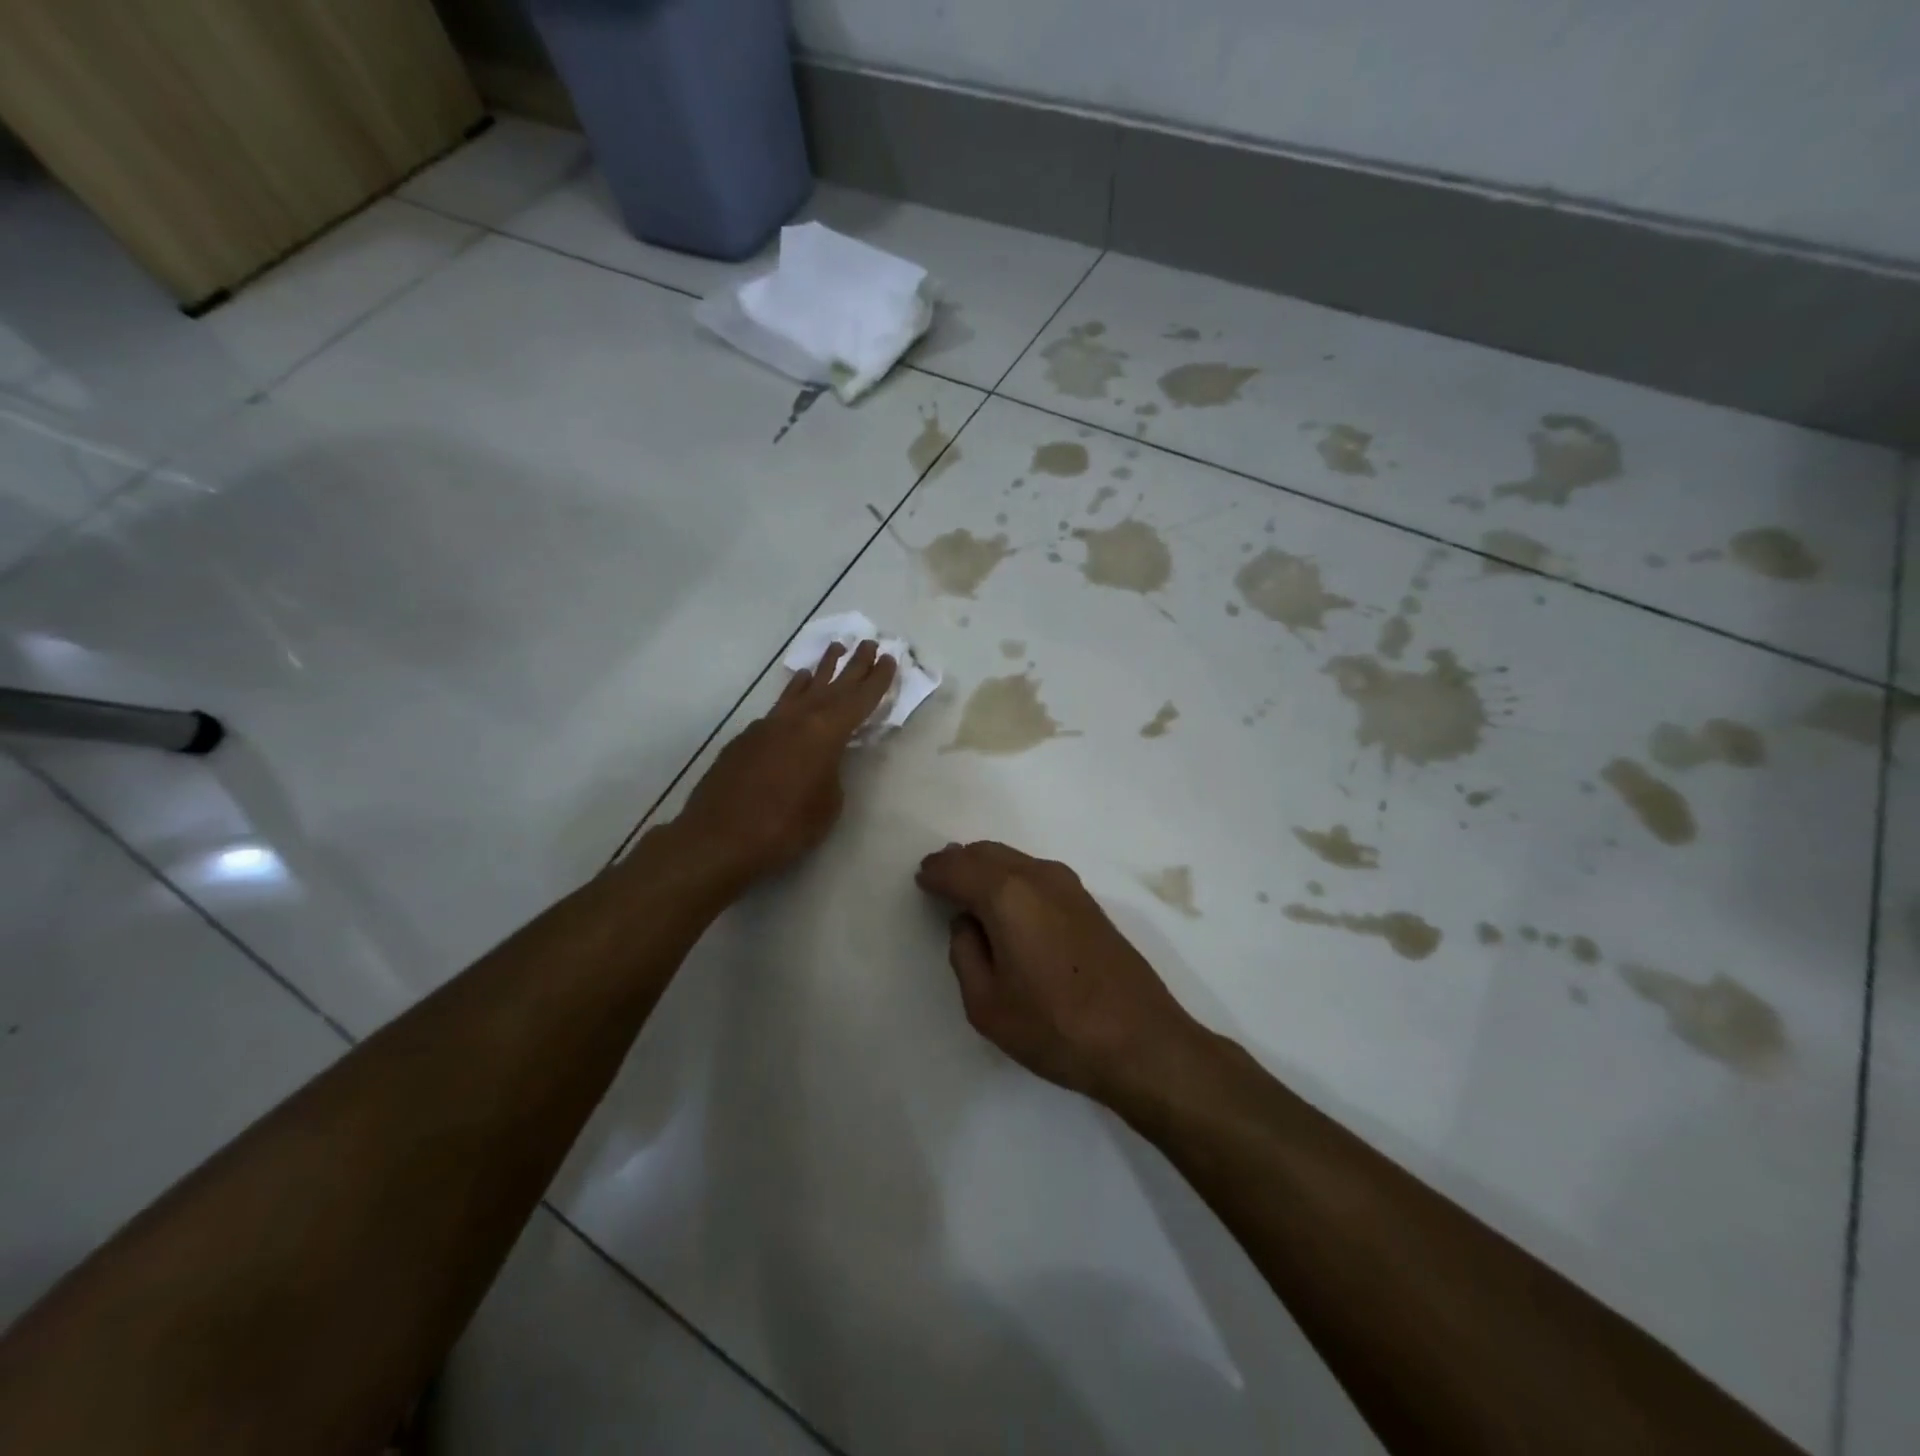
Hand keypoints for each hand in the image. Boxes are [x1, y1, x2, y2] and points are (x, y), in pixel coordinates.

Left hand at [676, 640, 896, 883]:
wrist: (719, 838)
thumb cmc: (785, 826)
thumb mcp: (828, 805)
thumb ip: (832, 775)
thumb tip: (822, 763)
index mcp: (824, 734)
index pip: (859, 700)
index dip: (877, 680)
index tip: (889, 658)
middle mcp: (797, 720)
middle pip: (832, 686)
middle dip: (853, 665)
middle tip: (868, 642)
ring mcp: (769, 726)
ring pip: (802, 690)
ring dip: (821, 670)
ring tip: (834, 649)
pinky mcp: (747, 738)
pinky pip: (780, 706)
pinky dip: (794, 693)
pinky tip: (798, 686)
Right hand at [916, 841, 1209, 1105]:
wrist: (1141, 1041)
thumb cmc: (1055, 1027)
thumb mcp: (987, 1004)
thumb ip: (965, 954)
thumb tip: (968, 923)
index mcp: (1007, 895)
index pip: (958, 869)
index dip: (935, 873)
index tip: (920, 879)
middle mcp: (1038, 876)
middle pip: (987, 853)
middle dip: (959, 862)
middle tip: (938, 877)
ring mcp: (1068, 885)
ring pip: (1013, 859)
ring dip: (986, 866)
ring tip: (967, 887)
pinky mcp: (1087, 901)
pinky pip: (1035, 872)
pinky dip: (1010, 876)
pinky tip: (1006, 901)